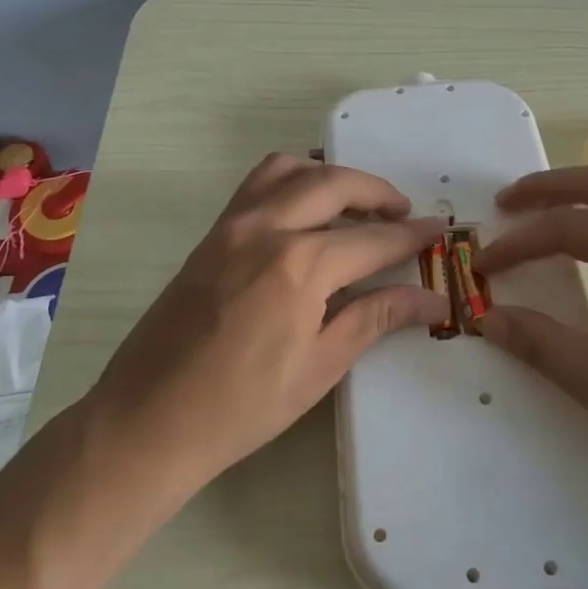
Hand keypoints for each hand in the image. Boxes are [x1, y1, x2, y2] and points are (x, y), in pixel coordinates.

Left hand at [79, 154, 447, 500]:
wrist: (149, 418)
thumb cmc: (242, 406)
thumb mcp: (320, 366)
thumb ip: (375, 318)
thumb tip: (431, 299)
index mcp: (300, 266)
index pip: (372, 240)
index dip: (410, 236)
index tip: (437, 232)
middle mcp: (267, 228)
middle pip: (335, 184)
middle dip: (378, 193)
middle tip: (403, 214)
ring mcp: (232, 225)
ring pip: (291, 170)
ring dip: (331, 176)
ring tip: (354, 204)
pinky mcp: (211, 233)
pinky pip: (257, 184)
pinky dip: (291, 180)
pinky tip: (304, 211)